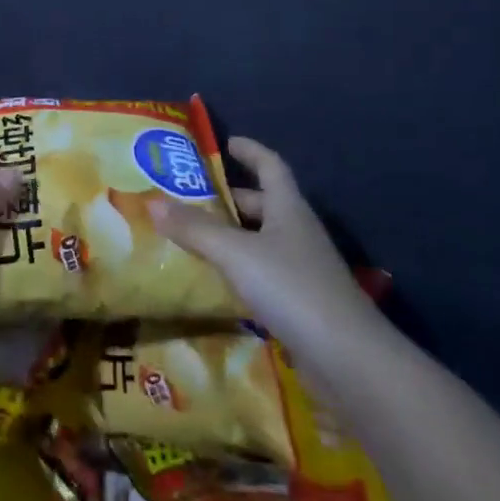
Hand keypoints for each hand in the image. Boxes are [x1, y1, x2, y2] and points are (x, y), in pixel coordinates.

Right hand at [147, 137, 372, 344]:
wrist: (346, 358)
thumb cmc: (291, 288)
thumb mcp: (236, 253)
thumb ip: (195, 229)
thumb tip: (152, 202)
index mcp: (289, 209)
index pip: (271, 166)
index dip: (250, 151)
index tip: (227, 142)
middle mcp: (298, 233)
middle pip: (264, 204)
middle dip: (231, 198)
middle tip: (192, 197)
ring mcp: (302, 269)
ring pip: (261, 241)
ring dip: (232, 236)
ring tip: (193, 236)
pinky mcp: (299, 303)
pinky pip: (262, 274)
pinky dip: (239, 270)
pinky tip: (214, 281)